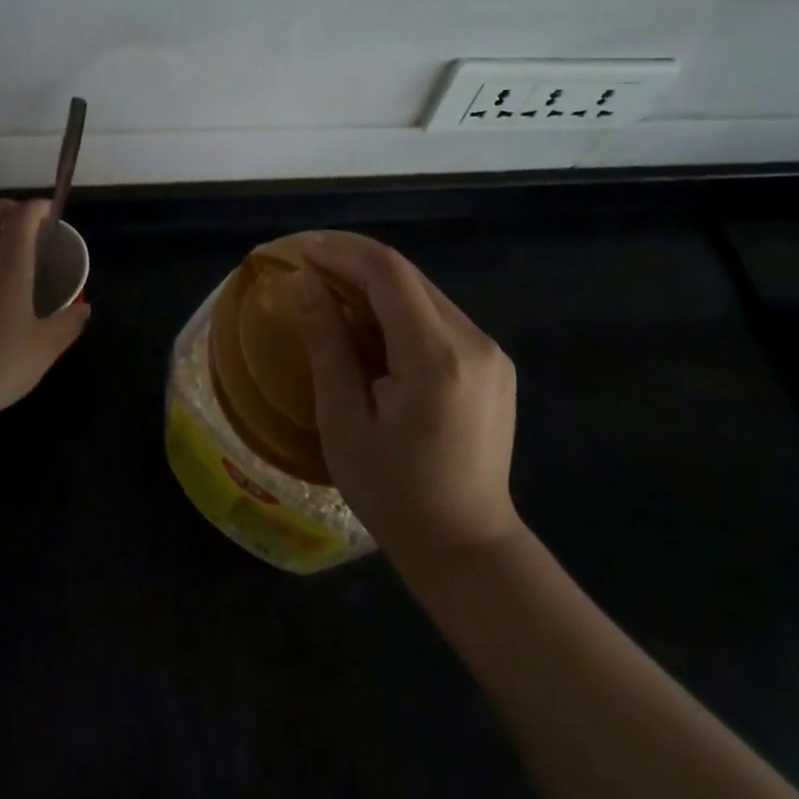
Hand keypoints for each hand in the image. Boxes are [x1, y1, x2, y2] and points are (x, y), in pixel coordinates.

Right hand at [298, 236, 520, 572]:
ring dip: (378, 285)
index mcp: (436, 357)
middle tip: (311, 267)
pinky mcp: (494, 363)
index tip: (303, 250)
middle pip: (409, 277)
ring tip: (334, 292)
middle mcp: (473, 340)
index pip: (389, 274)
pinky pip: (440, 317)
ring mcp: (490, 351)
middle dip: (356, 263)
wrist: (467, 548)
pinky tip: (373, 325)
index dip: (343, 253)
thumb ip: (327, 343)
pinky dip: (402, 309)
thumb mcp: (344, 421)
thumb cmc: (393, 493)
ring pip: (425, 293)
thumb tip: (305, 282)